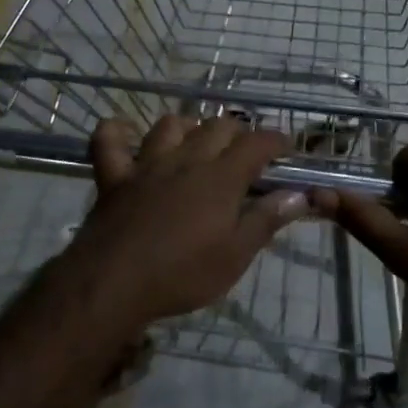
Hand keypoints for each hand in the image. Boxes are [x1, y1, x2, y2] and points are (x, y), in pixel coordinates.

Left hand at [64, 115, 310, 328]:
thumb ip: (266, 220)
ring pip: (169, 125)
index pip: (256, 144)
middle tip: (245, 148)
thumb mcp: (235, 256)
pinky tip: (125, 133)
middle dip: (237, 131)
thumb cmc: (183, 274)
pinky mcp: (114, 176)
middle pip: (216, 126)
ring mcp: (147, 164)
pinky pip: (108, 140)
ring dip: (188, 126)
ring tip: (196, 139)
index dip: (275, 139)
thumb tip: (298, 195)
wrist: (115, 282)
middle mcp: (186, 160)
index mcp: (220, 178)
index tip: (286, 145)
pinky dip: (116, 131)